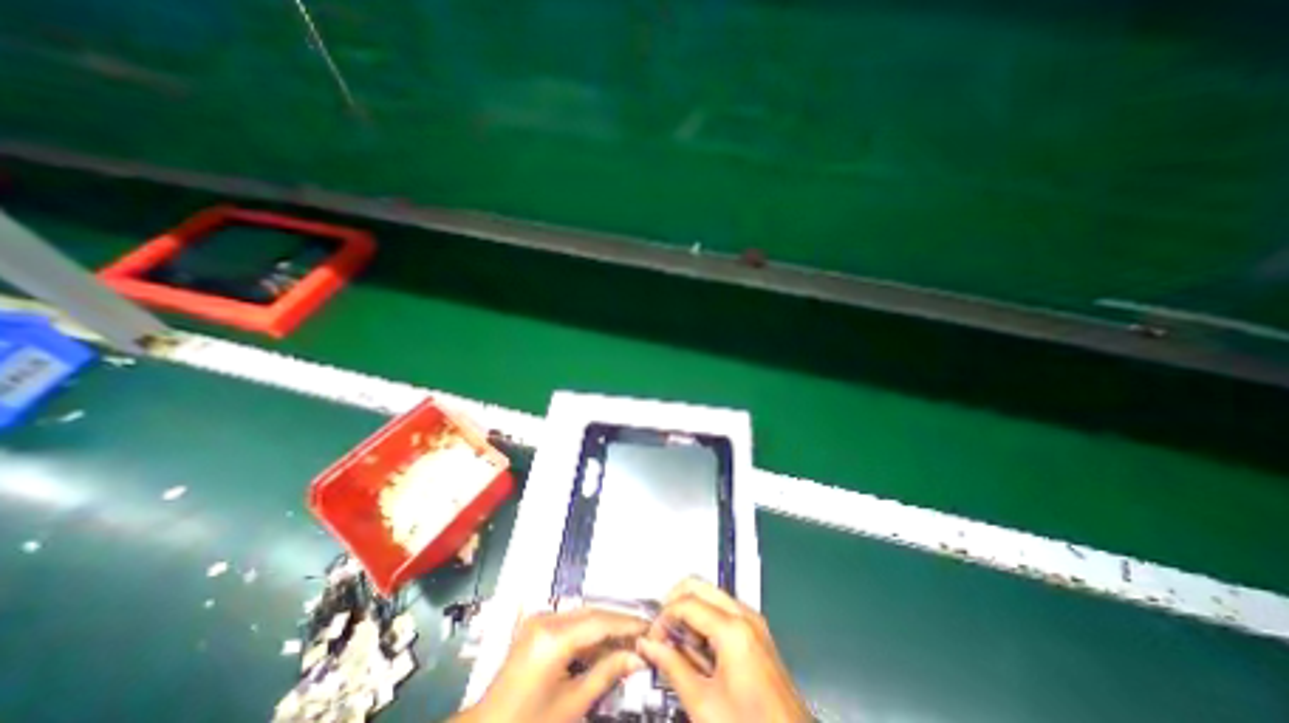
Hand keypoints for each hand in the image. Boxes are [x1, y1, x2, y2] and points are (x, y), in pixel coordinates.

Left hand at [456, 608, 655, 719]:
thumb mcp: (572, 704)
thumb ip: (607, 674)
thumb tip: (638, 657)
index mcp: (553, 638)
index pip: (600, 622)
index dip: (628, 624)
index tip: (651, 627)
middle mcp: (547, 618)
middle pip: (593, 613)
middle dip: (619, 623)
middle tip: (644, 634)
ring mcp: (539, 619)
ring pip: (584, 615)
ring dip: (606, 627)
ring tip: (629, 641)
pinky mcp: (537, 625)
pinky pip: (571, 622)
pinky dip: (590, 632)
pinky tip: (604, 645)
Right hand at [639, 579, 807, 721]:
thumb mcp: (704, 704)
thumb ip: (673, 668)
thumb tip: (650, 646)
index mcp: (733, 629)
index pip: (687, 602)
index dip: (663, 617)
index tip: (652, 638)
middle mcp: (746, 616)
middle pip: (699, 585)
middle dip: (675, 602)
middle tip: (661, 630)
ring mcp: (754, 622)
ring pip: (711, 595)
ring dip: (689, 610)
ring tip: (677, 643)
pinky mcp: (757, 633)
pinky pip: (724, 610)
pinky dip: (705, 619)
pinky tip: (698, 649)